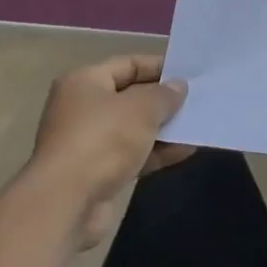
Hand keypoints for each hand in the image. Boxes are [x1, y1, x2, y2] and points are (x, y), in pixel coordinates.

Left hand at [29, 55, 191, 248]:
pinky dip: (156, 153)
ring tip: (198, 126)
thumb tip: (178, 86)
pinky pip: (133, 155)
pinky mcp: (97, 172)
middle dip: (163, 100)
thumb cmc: (103, 140)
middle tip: (198, 100)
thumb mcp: (141, 109)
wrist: (68, 202)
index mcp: (84, 82)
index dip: (159, 67)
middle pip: (130, 96)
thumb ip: (164, 95)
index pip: (127, 64)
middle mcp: (82, 108)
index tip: (190, 73)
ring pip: (133, 129)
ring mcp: (89, 142)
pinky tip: (185, 151)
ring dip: (164, 129)